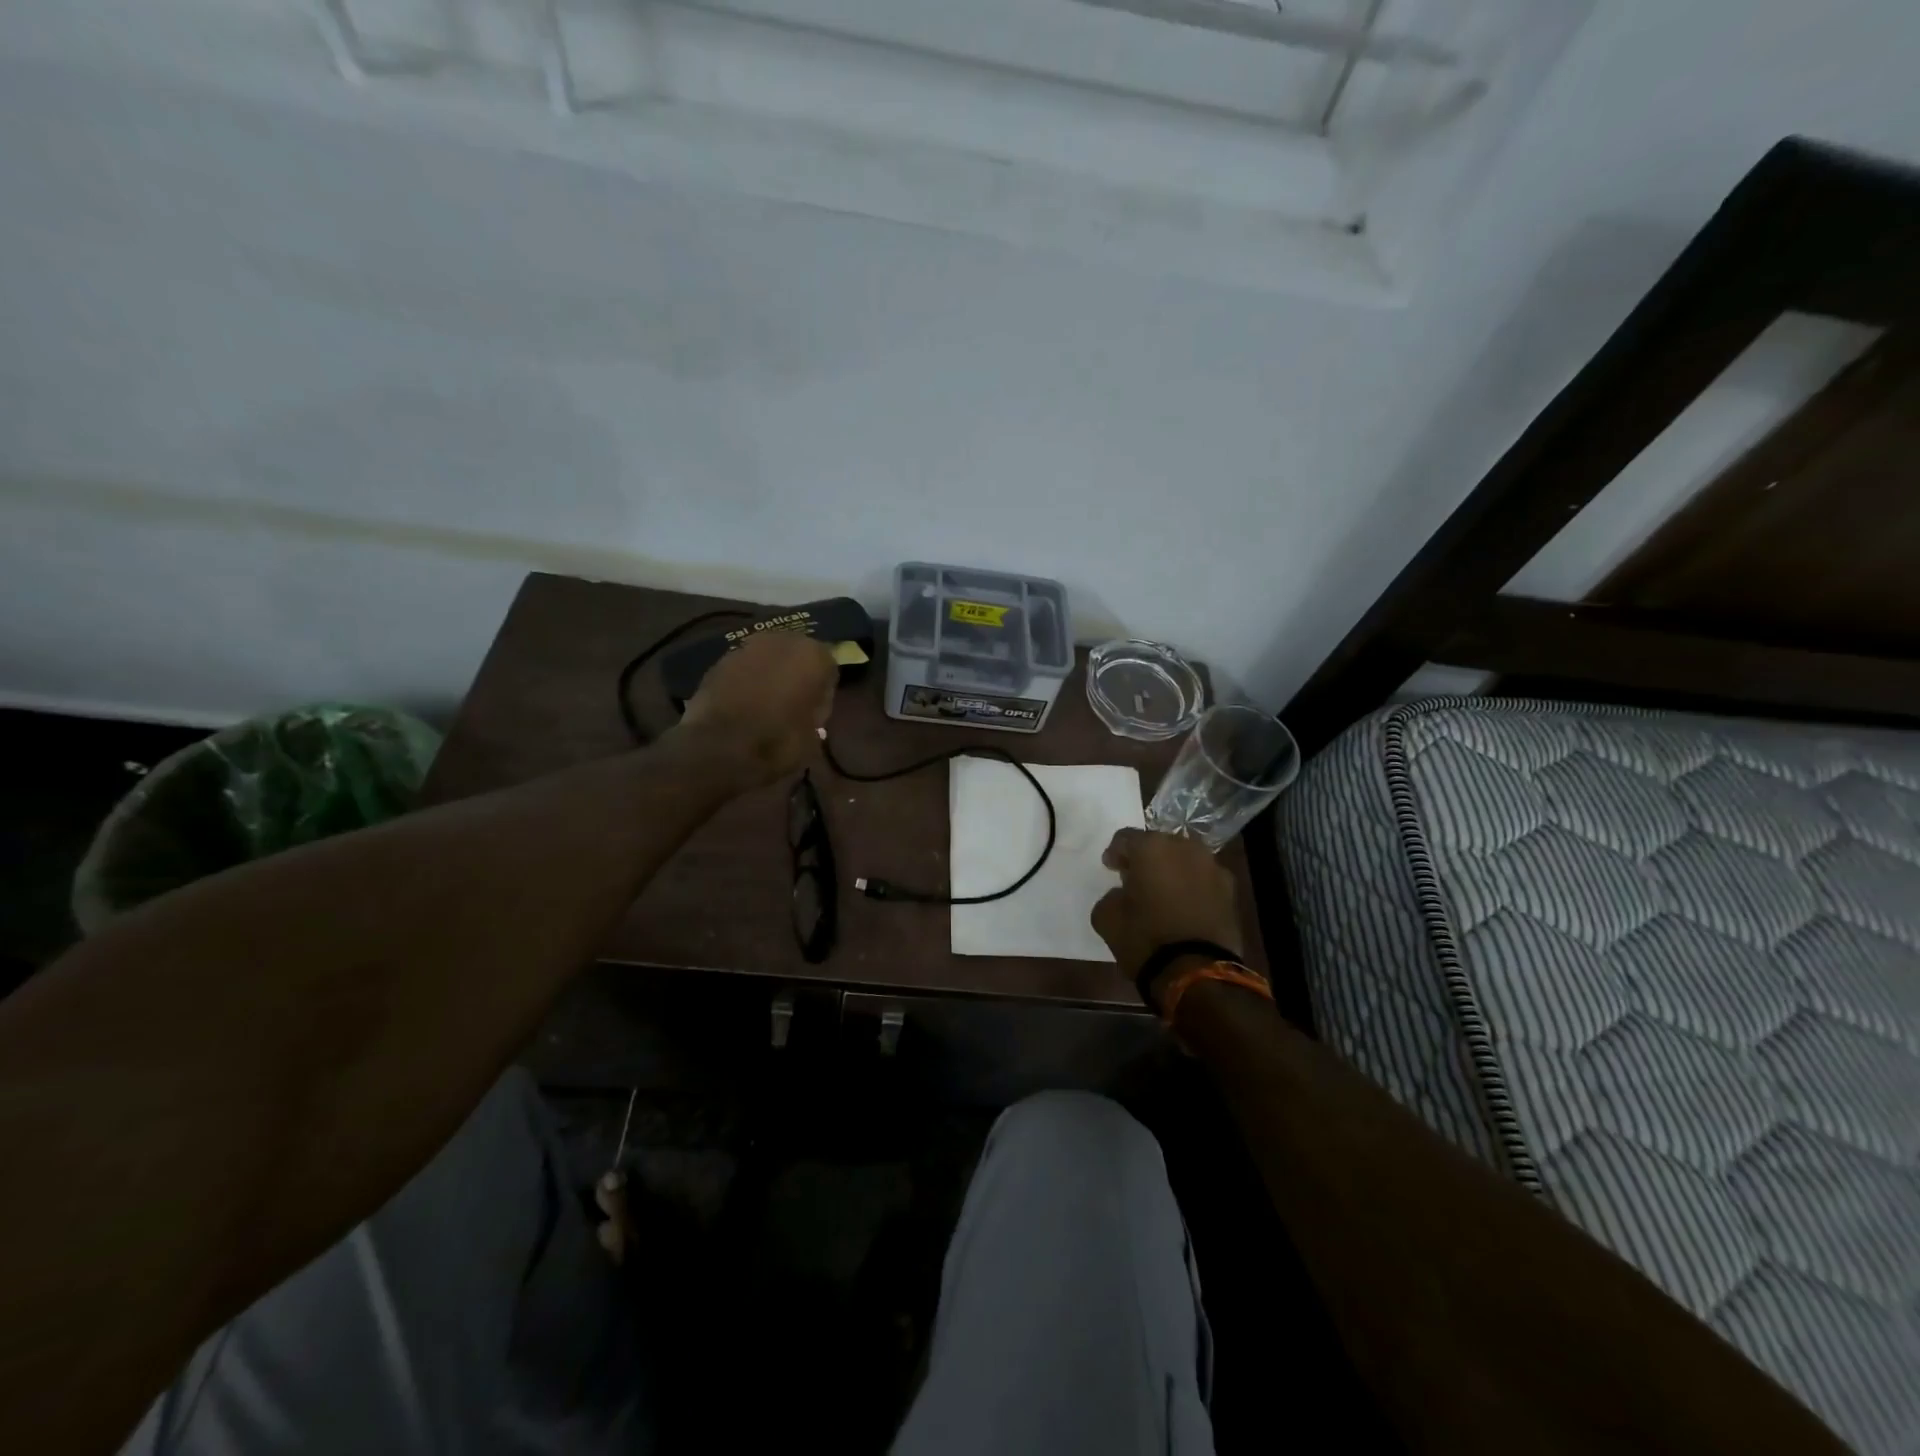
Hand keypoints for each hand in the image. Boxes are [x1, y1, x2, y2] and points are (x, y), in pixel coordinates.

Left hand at [676, 631, 837, 790]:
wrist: (719, 748)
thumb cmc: (778, 742)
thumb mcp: (814, 737)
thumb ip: (816, 713)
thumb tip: (810, 709)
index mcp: (813, 655)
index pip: (829, 668)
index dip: (823, 692)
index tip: (816, 711)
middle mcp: (781, 641)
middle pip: (796, 656)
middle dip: (795, 675)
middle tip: (792, 705)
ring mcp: (746, 647)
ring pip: (767, 659)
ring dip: (769, 676)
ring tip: (765, 706)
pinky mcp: (719, 661)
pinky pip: (743, 669)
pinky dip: (745, 682)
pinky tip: (743, 706)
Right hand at [1091, 828, 1243, 989]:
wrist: (1197, 972)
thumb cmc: (1144, 939)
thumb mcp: (1106, 918)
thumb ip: (1111, 896)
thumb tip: (1122, 894)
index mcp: (1151, 847)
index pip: (1125, 838)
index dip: (1115, 853)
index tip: (1111, 869)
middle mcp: (1185, 848)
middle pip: (1159, 844)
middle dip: (1147, 858)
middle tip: (1136, 879)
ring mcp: (1212, 867)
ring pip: (1185, 859)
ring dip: (1172, 870)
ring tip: (1163, 892)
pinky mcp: (1231, 890)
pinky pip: (1204, 879)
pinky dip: (1193, 886)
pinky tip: (1185, 906)